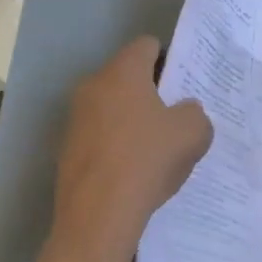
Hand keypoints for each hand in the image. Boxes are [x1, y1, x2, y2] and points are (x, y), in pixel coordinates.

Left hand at [52, 37, 212, 261]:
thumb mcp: (193, 133)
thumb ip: (195, 113)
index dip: (169, 58)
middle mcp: (93, 85)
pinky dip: (116, 144)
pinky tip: (134, 170)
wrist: (97, 216)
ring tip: (156, 147)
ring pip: (112, 106)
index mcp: (122, 71)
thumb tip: (185, 112)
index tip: (184, 82)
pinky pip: (99, 135)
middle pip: (127, 76)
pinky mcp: (67, 148)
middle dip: (151, 91)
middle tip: (175, 114)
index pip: (146, 45)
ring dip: (132, 119)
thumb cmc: (147, 160)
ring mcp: (75, 118)